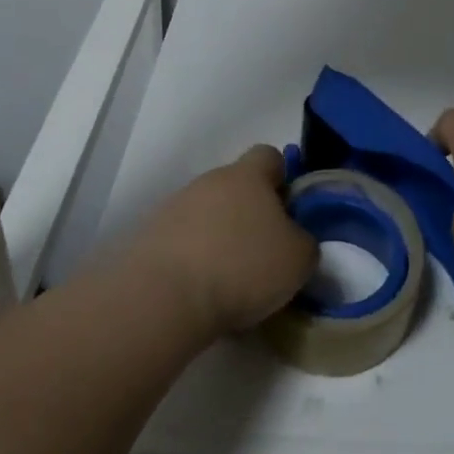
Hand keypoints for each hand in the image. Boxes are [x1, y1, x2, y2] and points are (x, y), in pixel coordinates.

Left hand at [126, 145, 317, 335]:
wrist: (163, 297)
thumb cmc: (242, 266)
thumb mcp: (298, 259)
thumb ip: (304, 240)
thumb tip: (294, 240)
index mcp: (248, 175)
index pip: (269, 156)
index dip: (282, 178)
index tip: (289, 211)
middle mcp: (210, 180)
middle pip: (236, 187)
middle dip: (251, 214)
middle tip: (264, 252)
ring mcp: (175, 206)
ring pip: (208, 215)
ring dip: (220, 238)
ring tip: (231, 282)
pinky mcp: (149, 237)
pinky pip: (182, 242)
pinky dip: (194, 261)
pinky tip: (201, 293)